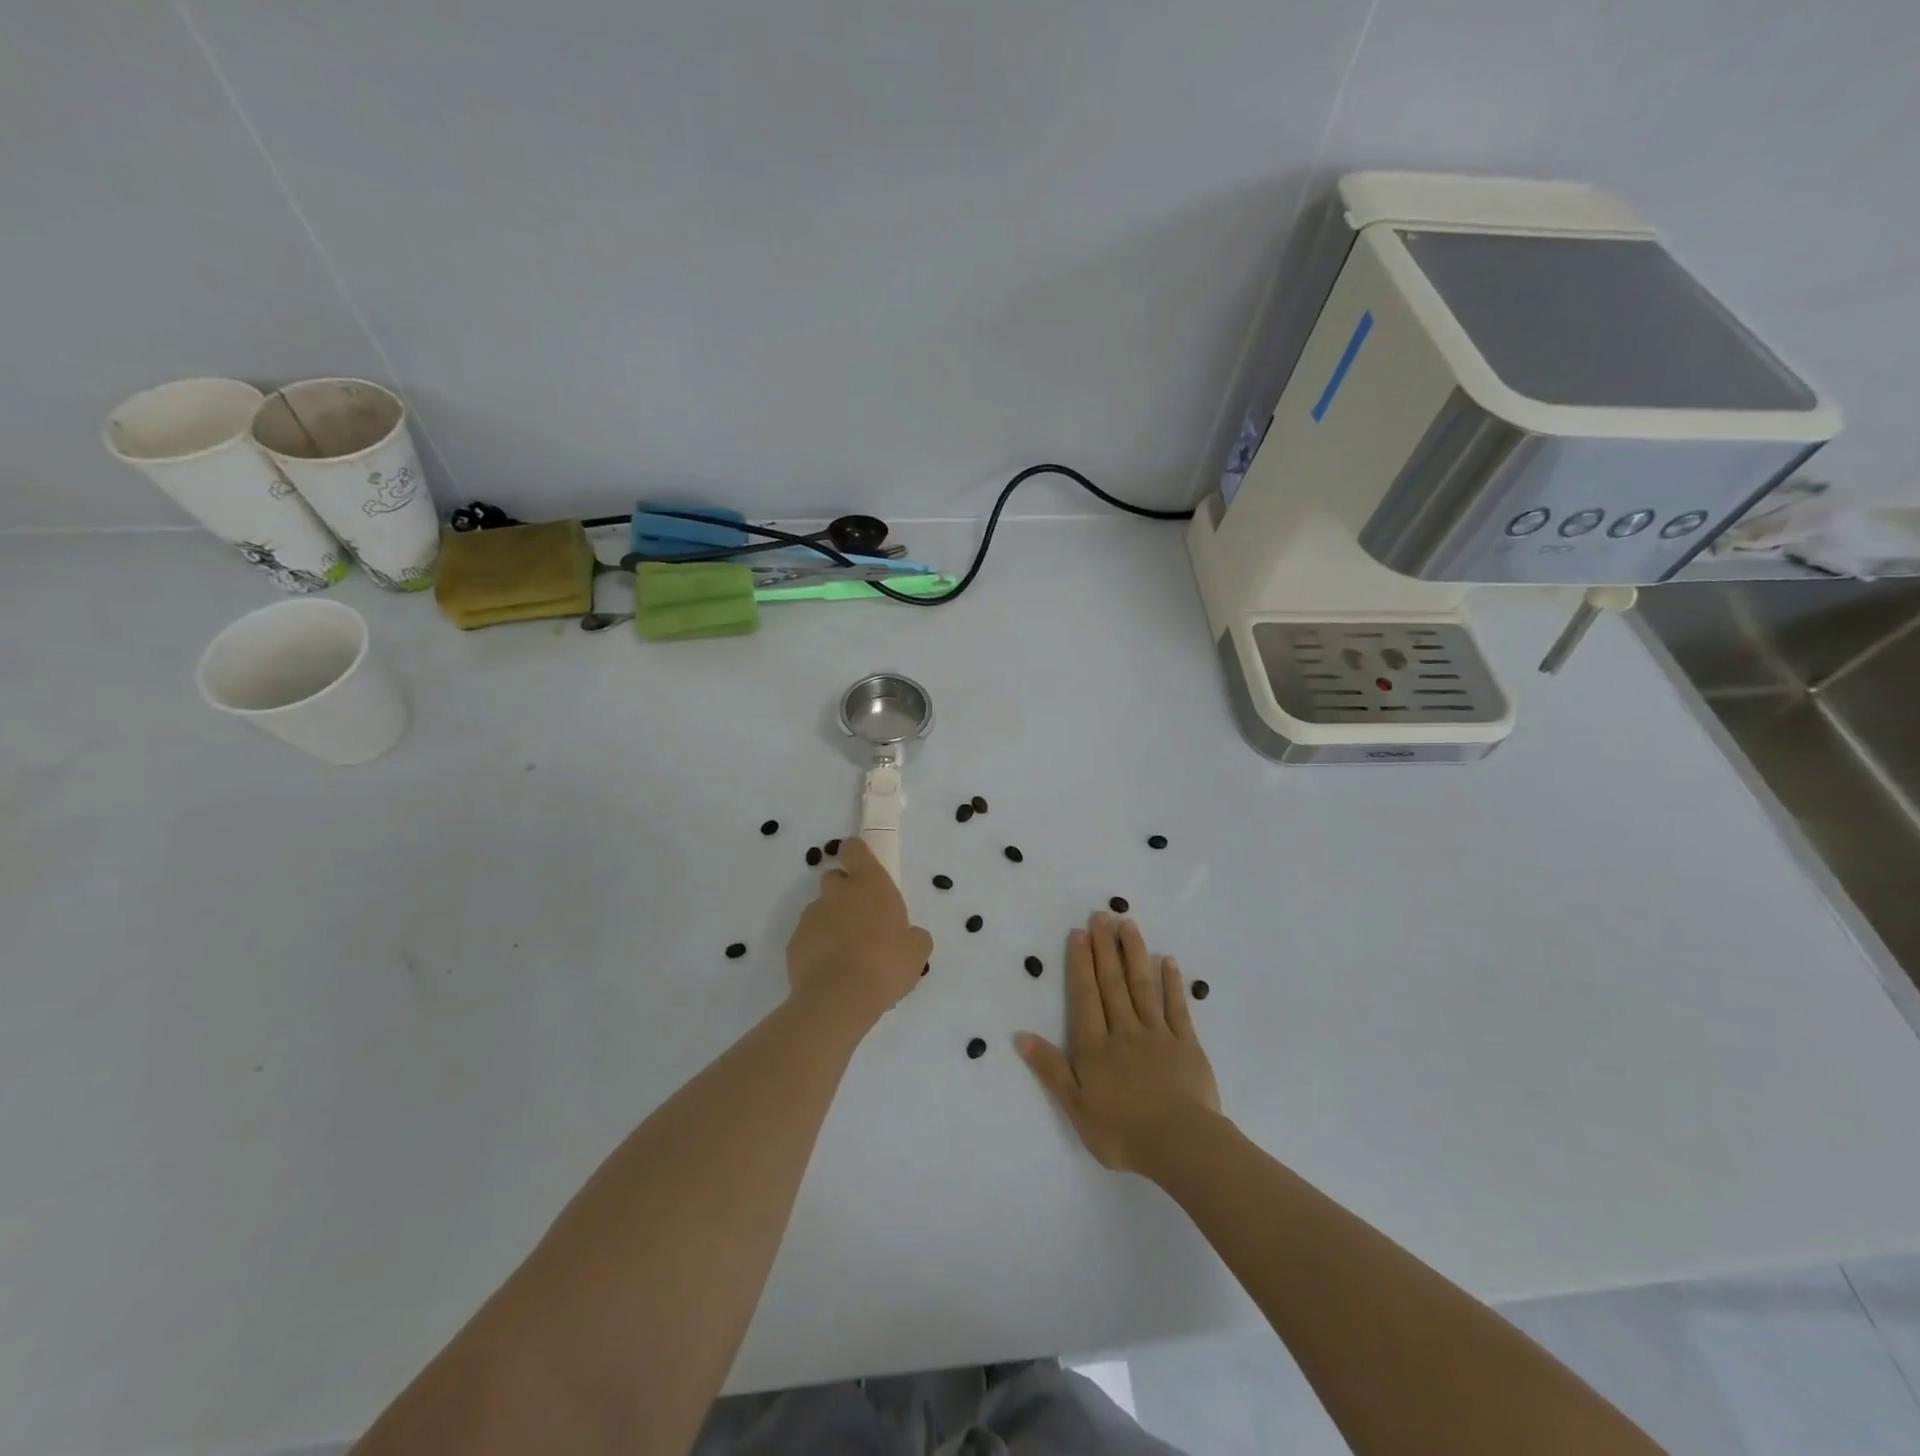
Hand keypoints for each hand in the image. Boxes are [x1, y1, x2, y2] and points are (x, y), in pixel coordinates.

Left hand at [787, 837, 932, 1024]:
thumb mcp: (917, 951)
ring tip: (846, 954)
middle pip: (834, 878)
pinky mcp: (794, 942)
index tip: (861, 866)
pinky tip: (831, 971)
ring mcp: (812, 916)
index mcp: (870, 883)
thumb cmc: (886, 964)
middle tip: (860, 919)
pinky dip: (817, 947)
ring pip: (821, 909)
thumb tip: (910, 936)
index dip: (856, 853)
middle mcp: (838, 892)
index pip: (855, 849)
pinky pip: (808, 937)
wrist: (839, 998)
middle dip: (844, 892)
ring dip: (831, 922)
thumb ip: (913, 936)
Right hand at [1016, 913, 1220, 1175]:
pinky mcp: (1186, 1045)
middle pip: (1112, 983)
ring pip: (1142, 987)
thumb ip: (1051, 1069)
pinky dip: (1172, 983)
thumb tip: (1021, 1036)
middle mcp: (1124, 1031)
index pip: (1085, 996)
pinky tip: (1168, 961)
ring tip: (1128, 924)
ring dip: (1134, 954)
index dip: (1080, 964)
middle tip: (1101, 915)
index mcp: (1095, 1047)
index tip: (1079, 933)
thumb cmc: (1122, 1131)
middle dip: (1104, 948)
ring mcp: (1157, 1035)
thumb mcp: (1076, 1107)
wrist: (1180, 1144)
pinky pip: (1177, 1008)